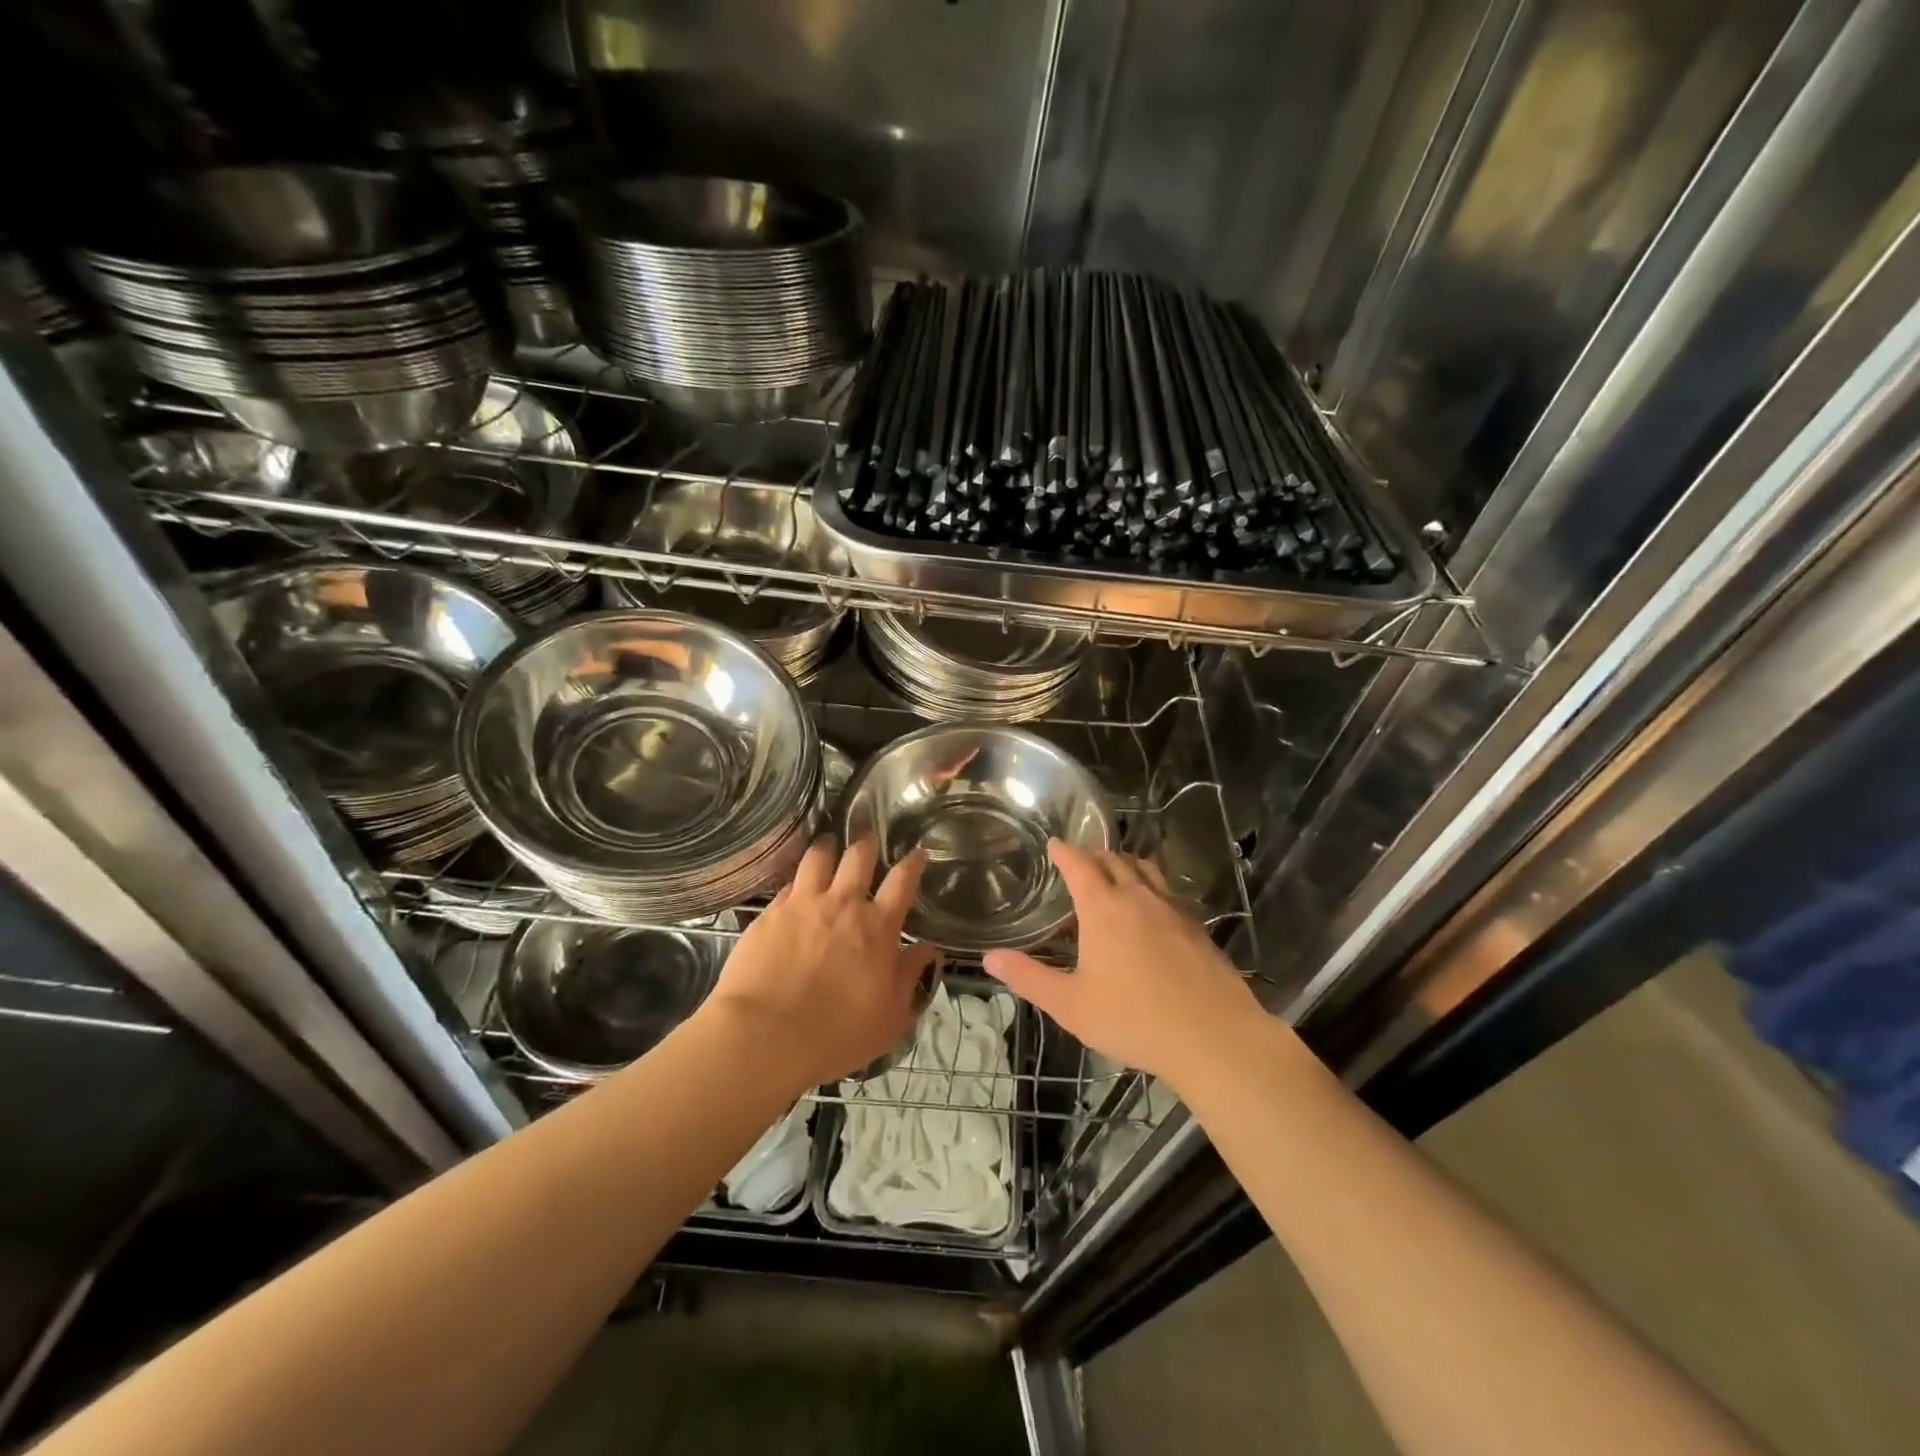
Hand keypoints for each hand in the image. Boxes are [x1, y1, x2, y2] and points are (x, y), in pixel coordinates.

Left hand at [703, 837, 935, 1092]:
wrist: (764, 1035)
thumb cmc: (836, 1034)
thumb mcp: (890, 1017)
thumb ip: (911, 978)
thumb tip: (929, 949)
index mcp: (879, 927)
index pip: (902, 881)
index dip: (912, 863)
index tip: (917, 852)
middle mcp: (844, 904)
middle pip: (859, 856)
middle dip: (867, 843)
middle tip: (868, 839)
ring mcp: (804, 904)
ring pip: (819, 857)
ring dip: (828, 847)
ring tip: (829, 844)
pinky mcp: (770, 912)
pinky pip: (789, 882)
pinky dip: (798, 879)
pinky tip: (796, 884)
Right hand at [983, 840, 1263, 1090]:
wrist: (1214, 1037)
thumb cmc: (1133, 1020)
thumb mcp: (1070, 1005)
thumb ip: (1029, 978)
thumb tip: (990, 957)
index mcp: (1104, 908)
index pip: (1080, 864)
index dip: (1065, 851)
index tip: (1054, 844)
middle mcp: (1139, 897)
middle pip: (1114, 860)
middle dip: (1094, 854)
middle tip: (1080, 859)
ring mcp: (1173, 910)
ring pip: (1146, 870)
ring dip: (1126, 863)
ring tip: (1116, 871)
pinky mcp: (1197, 928)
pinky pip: (1168, 892)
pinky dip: (1152, 886)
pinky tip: (1151, 909)